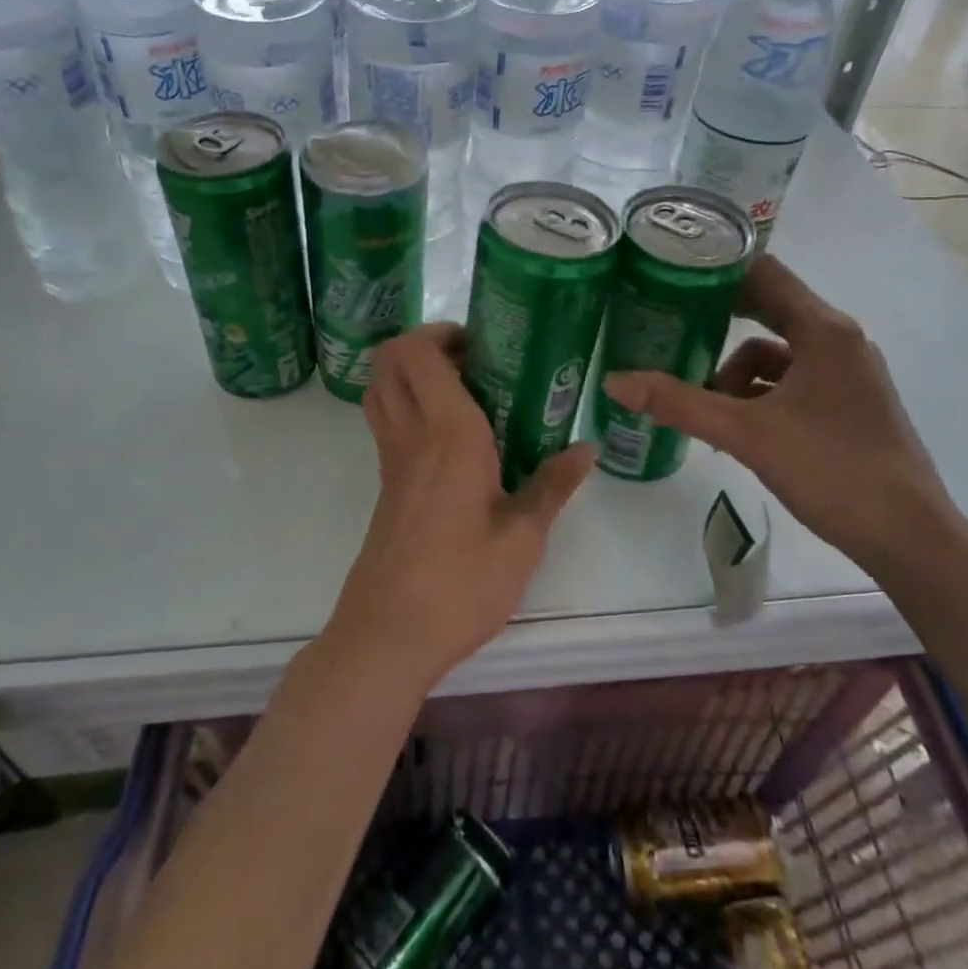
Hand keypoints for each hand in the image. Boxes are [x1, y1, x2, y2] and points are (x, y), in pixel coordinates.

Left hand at [326, 323, 595, 689]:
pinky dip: (408, 406)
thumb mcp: (522, 537)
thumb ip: (553, 485)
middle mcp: (410, 434)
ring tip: (462, 391)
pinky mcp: (386, 484)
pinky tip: (452, 438)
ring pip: (381, 389)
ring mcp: (391, 459)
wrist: (389, 634)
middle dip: (423, 344)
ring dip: (411, 374)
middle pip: (389, 361)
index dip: (441, 333)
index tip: (482, 344)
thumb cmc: (461, 582)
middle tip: (472, 361)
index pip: (419, 354)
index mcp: (447, 433)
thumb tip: (587, 448)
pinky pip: (387, 422)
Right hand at [603, 257, 960, 570]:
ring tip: (705, 402)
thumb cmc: (832, 471)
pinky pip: (792, 379)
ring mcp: (848, 373)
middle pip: (769, 308)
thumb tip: (614, 381)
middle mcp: (839, 340)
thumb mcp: (745, 434)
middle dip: (718, 318)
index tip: (669, 270)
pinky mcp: (848, 402)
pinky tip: (737, 424)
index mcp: (824, 330)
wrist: (910, 538)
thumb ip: (678, 403)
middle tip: (669, 323)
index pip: (763, 273)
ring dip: (736, 370)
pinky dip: (760, 393)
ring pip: (777, 351)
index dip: (716, 267)